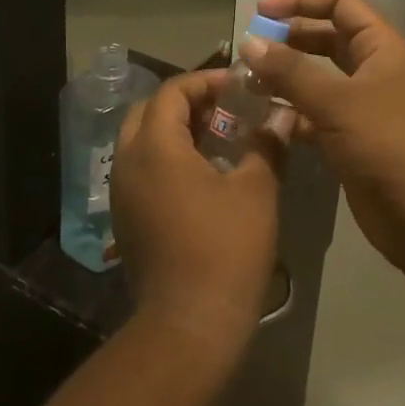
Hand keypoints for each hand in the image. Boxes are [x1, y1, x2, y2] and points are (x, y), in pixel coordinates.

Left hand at [111, 70, 284, 350]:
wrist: (190, 324)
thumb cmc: (226, 248)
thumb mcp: (256, 190)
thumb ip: (267, 144)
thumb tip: (282, 115)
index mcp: (155, 147)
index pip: (172, 91)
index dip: (205, 81)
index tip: (238, 87)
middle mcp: (128, 162)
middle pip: (149, 111)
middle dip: (186, 102)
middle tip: (225, 109)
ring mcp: (122, 193)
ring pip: (141, 141)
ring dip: (174, 130)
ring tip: (217, 138)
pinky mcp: (126, 218)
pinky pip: (141, 169)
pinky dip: (166, 158)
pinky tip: (201, 175)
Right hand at [242, 0, 404, 267]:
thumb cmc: (388, 144)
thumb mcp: (338, 101)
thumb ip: (291, 71)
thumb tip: (249, 43)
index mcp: (381, 46)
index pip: (339, 2)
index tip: (261, 11)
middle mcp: (372, 68)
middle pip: (326, 37)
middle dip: (288, 38)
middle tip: (249, 49)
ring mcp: (362, 105)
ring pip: (317, 78)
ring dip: (284, 76)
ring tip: (246, 81)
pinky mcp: (351, 138)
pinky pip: (314, 113)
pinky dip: (289, 112)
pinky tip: (261, 117)